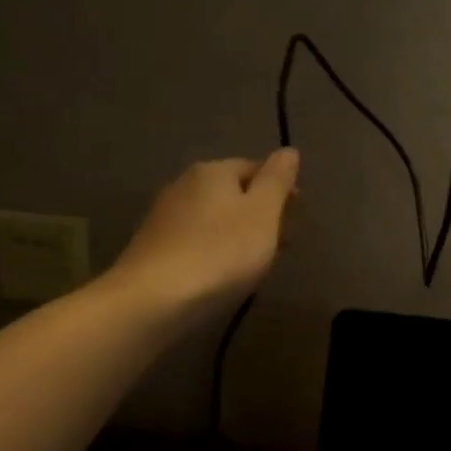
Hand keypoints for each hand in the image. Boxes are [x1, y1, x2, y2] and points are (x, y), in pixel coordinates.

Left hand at [108, 149, 299, 308]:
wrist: (153, 299)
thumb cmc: (219, 252)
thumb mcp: (262, 213)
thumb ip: (277, 180)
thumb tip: (289, 151)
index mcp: (213, 171)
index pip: (255, 167)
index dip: (280, 188)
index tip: (298, 215)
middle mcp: (184, 184)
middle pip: (232, 192)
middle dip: (258, 212)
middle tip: (281, 242)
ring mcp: (164, 216)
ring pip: (213, 217)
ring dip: (237, 232)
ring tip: (256, 261)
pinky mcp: (153, 246)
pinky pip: (195, 239)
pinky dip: (214, 249)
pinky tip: (221, 272)